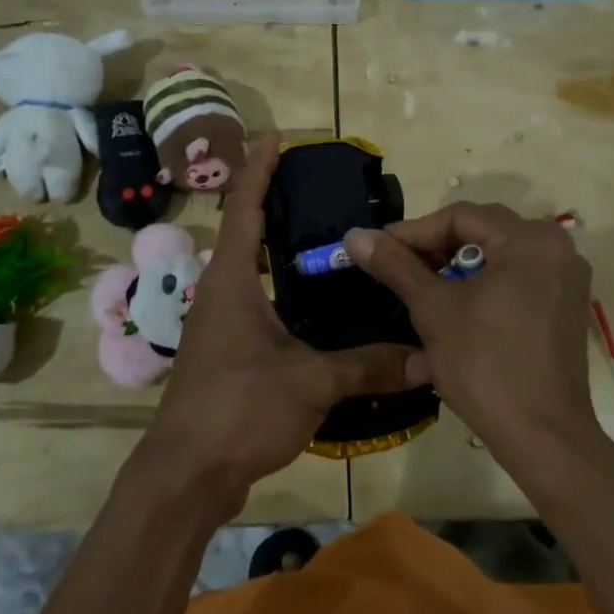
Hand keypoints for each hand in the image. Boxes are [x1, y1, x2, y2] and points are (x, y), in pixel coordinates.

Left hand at [137, 137, 420, 517]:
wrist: (186, 475)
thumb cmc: (239, 409)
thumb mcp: (311, 382)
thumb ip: (368, 366)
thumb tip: (427, 357)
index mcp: (232, 281)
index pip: (244, 209)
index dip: (259, 169)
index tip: (277, 137)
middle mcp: (220, 293)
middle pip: (245, 233)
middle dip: (273, 203)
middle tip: (317, 187)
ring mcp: (219, 325)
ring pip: (251, 271)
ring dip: (277, 249)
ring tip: (324, 239)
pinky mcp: (226, 353)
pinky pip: (256, 304)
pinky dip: (282, 290)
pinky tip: (315, 306)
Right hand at [342, 203, 601, 478]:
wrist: (542, 437)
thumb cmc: (484, 365)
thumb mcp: (433, 309)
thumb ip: (396, 265)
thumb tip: (356, 236)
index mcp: (530, 239)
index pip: (460, 216)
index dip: (414, 231)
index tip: (378, 249)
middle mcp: (557, 247)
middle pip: (483, 231)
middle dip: (436, 247)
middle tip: (398, 268)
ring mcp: (567, 278)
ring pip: (499, 255)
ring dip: (458, 267)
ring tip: (423, 289)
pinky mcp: (566, 306)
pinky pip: (518, 277)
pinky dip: (485, 284)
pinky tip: (458, 307)